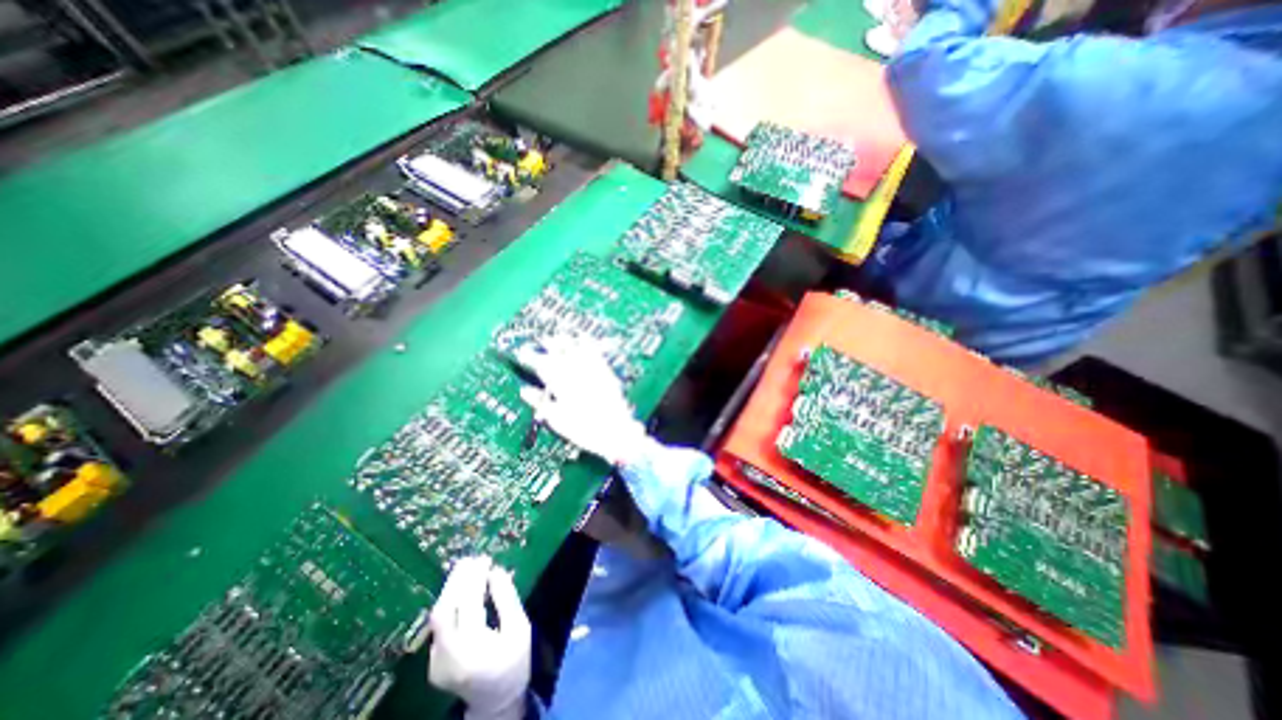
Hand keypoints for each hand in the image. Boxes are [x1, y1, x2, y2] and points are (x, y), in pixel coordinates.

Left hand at [428, 558, 526, 719]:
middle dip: (457, 581)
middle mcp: (448, 656)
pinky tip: (461, 590)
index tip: (485, 560)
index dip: (475, 579)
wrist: (496, 700)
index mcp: (473, 648)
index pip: (468, 605)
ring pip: (437, 616)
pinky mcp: (433, 662)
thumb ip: (507, 599)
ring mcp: (436, 662)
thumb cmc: (515, 661)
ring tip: (466, 568)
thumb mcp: (519, 627)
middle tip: (471, 559)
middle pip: (444, 610)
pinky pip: (439, 625)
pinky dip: (450, 603)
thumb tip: (496, 571)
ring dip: (451, 589)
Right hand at [513, 335, 645, 465]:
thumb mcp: (557, 420)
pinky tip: (583, 336)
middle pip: (559, 352)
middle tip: (542, 342)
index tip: (523, 353)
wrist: (615, 431)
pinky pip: (595, 351)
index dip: (530, 357)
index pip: (541, 365)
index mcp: (561, 386)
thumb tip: (524, 390)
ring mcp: (592, 370)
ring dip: (566, 340)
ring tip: (559, 336)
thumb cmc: (583, 429)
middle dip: (548, 345)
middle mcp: (575, 373)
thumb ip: (541, 402)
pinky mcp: (605, 370)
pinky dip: (588, 342)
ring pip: (576, 348)